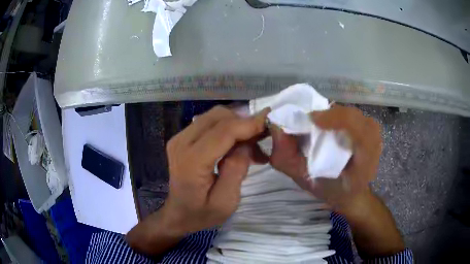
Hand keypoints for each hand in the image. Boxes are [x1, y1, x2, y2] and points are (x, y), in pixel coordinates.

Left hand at [127, 106, 269, 254]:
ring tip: (250, 145)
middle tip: (261, 139)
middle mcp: (182, 142)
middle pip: (219, 117)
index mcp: (192, 161)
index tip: (270, 122)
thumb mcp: (225, 201)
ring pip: (215, 116)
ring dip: (236, 125)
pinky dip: (227, 128)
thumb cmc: (202, 213)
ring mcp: (180, 137)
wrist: (178, 213)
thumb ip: (237, 169)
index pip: (224, 131)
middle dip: (244, 123)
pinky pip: (209, 122)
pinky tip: (236, 144)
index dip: (249, 123)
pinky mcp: (182, 137)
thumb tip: (246, 143)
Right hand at [270, 105, 381, 212]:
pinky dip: (340, 115)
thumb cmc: (330, 190)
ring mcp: (375, 138)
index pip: (359, 136)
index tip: (312, 120)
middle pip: (356, 119)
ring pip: (355, 114)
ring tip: (318, 122)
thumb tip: (276, 127)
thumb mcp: (305, 181)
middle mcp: (373, 149)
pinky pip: (355, 115)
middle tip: (309, 120)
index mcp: (362, 168)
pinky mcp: (371, 130)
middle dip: (331, 115)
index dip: (337, 121)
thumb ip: (288, 159)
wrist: (351, 194)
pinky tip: (330, 123)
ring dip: (334, 114)